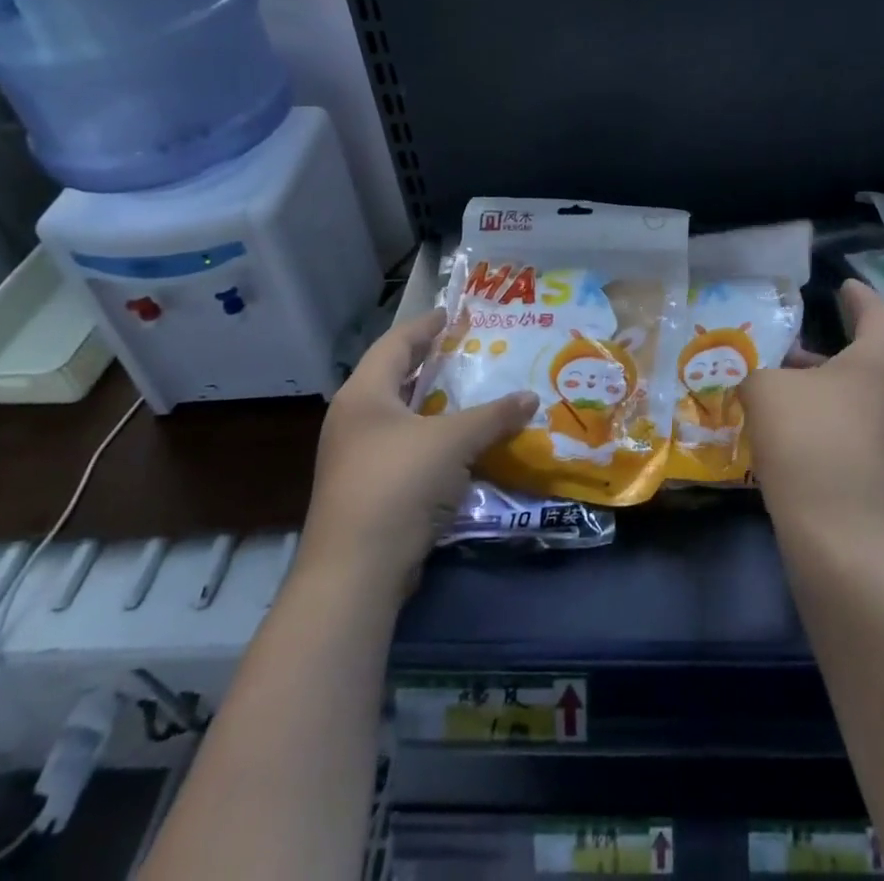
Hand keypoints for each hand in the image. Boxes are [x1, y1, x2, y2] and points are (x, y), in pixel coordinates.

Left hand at [299, 308, 537, 593]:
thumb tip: (531, 397)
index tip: (451, 313)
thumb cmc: (400, 484)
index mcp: (364, 394)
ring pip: (398, 416)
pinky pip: (401, 447)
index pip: (396, 343)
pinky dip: (428, 437)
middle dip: (428, 363)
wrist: (355, 571)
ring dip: (430, 403)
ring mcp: (353, 457)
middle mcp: (353, 419)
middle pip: (393, 377)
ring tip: (466, 393)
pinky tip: (455, 444)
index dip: (424, 325)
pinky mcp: (363, 489)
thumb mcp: (454, 441)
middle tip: (465, 350)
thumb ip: (494, 415)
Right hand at [739, 279, 883, 542]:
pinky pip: (883, 413)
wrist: (846, 537)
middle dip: (865, 330)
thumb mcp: (767, 391)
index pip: (876, 309)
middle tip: (838, 319)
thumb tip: (771, 378)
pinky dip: (857, 401)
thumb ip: (763, 371)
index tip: (843, 285)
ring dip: (854, 370)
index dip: (857, 295)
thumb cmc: (809, 442)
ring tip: (809, 366)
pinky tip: (818, 411)